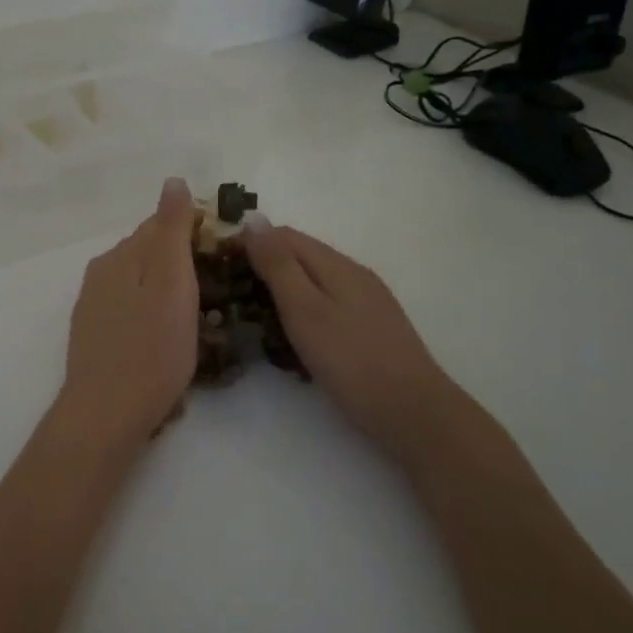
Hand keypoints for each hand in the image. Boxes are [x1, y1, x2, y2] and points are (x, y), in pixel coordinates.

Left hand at [57, 177, 201, 444]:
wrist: (107, 413)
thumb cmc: (152, 348)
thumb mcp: (171, 282)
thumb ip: (172, 230)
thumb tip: (174, 180)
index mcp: (120, 256)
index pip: (160, 225)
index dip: (195, 234)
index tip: (224, 256)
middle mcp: (101, 273)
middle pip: (148, 254)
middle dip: (181, 264)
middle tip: (216, 292)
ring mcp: (94, 306)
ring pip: (140, 284)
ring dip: (167, 292)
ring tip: (197, 320)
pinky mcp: (94, 336)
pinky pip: (130, 311)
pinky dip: (151, 316)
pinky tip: (165, 341)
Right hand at [241, 218, 451, 465]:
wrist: (413, 412)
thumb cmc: (351, 360)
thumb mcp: (305, 310)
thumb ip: (278, 265)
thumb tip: (253, 220)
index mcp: (336, 264)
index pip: (284, 235)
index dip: (250, 242)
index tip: (219, 264)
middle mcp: (354, 273)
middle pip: (301, 255)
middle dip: (264, 266)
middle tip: (232, 293)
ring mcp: (367, 300)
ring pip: (315, 281)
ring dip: (283, 289)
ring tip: (256, 314)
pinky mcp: (372, 326)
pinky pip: (328, 303)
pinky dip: (304, 310)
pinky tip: (295, 335)